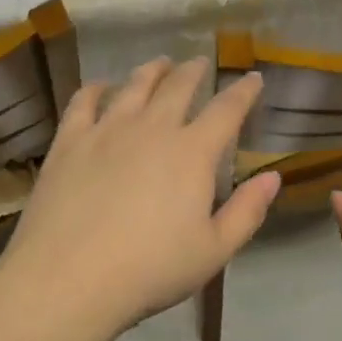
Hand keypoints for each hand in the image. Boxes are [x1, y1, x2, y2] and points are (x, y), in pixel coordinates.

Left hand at [0, 58, 280, 340]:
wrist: (68, 278)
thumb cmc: (150, 270)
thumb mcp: (213, 251)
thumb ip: (247, 211)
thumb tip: (273, 176)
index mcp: (192, 152)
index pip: (227, 109)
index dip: (244, 91)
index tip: (253, 78)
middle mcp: (153, 128)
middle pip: (178, 87)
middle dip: (194, 71)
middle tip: (199, 63)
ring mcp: (107, 130)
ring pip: (134, 86)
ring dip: (152, 71)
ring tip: (160, 64)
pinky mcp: (70, 141)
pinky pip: (84, 101)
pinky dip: (96, 88)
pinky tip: (100, 87)